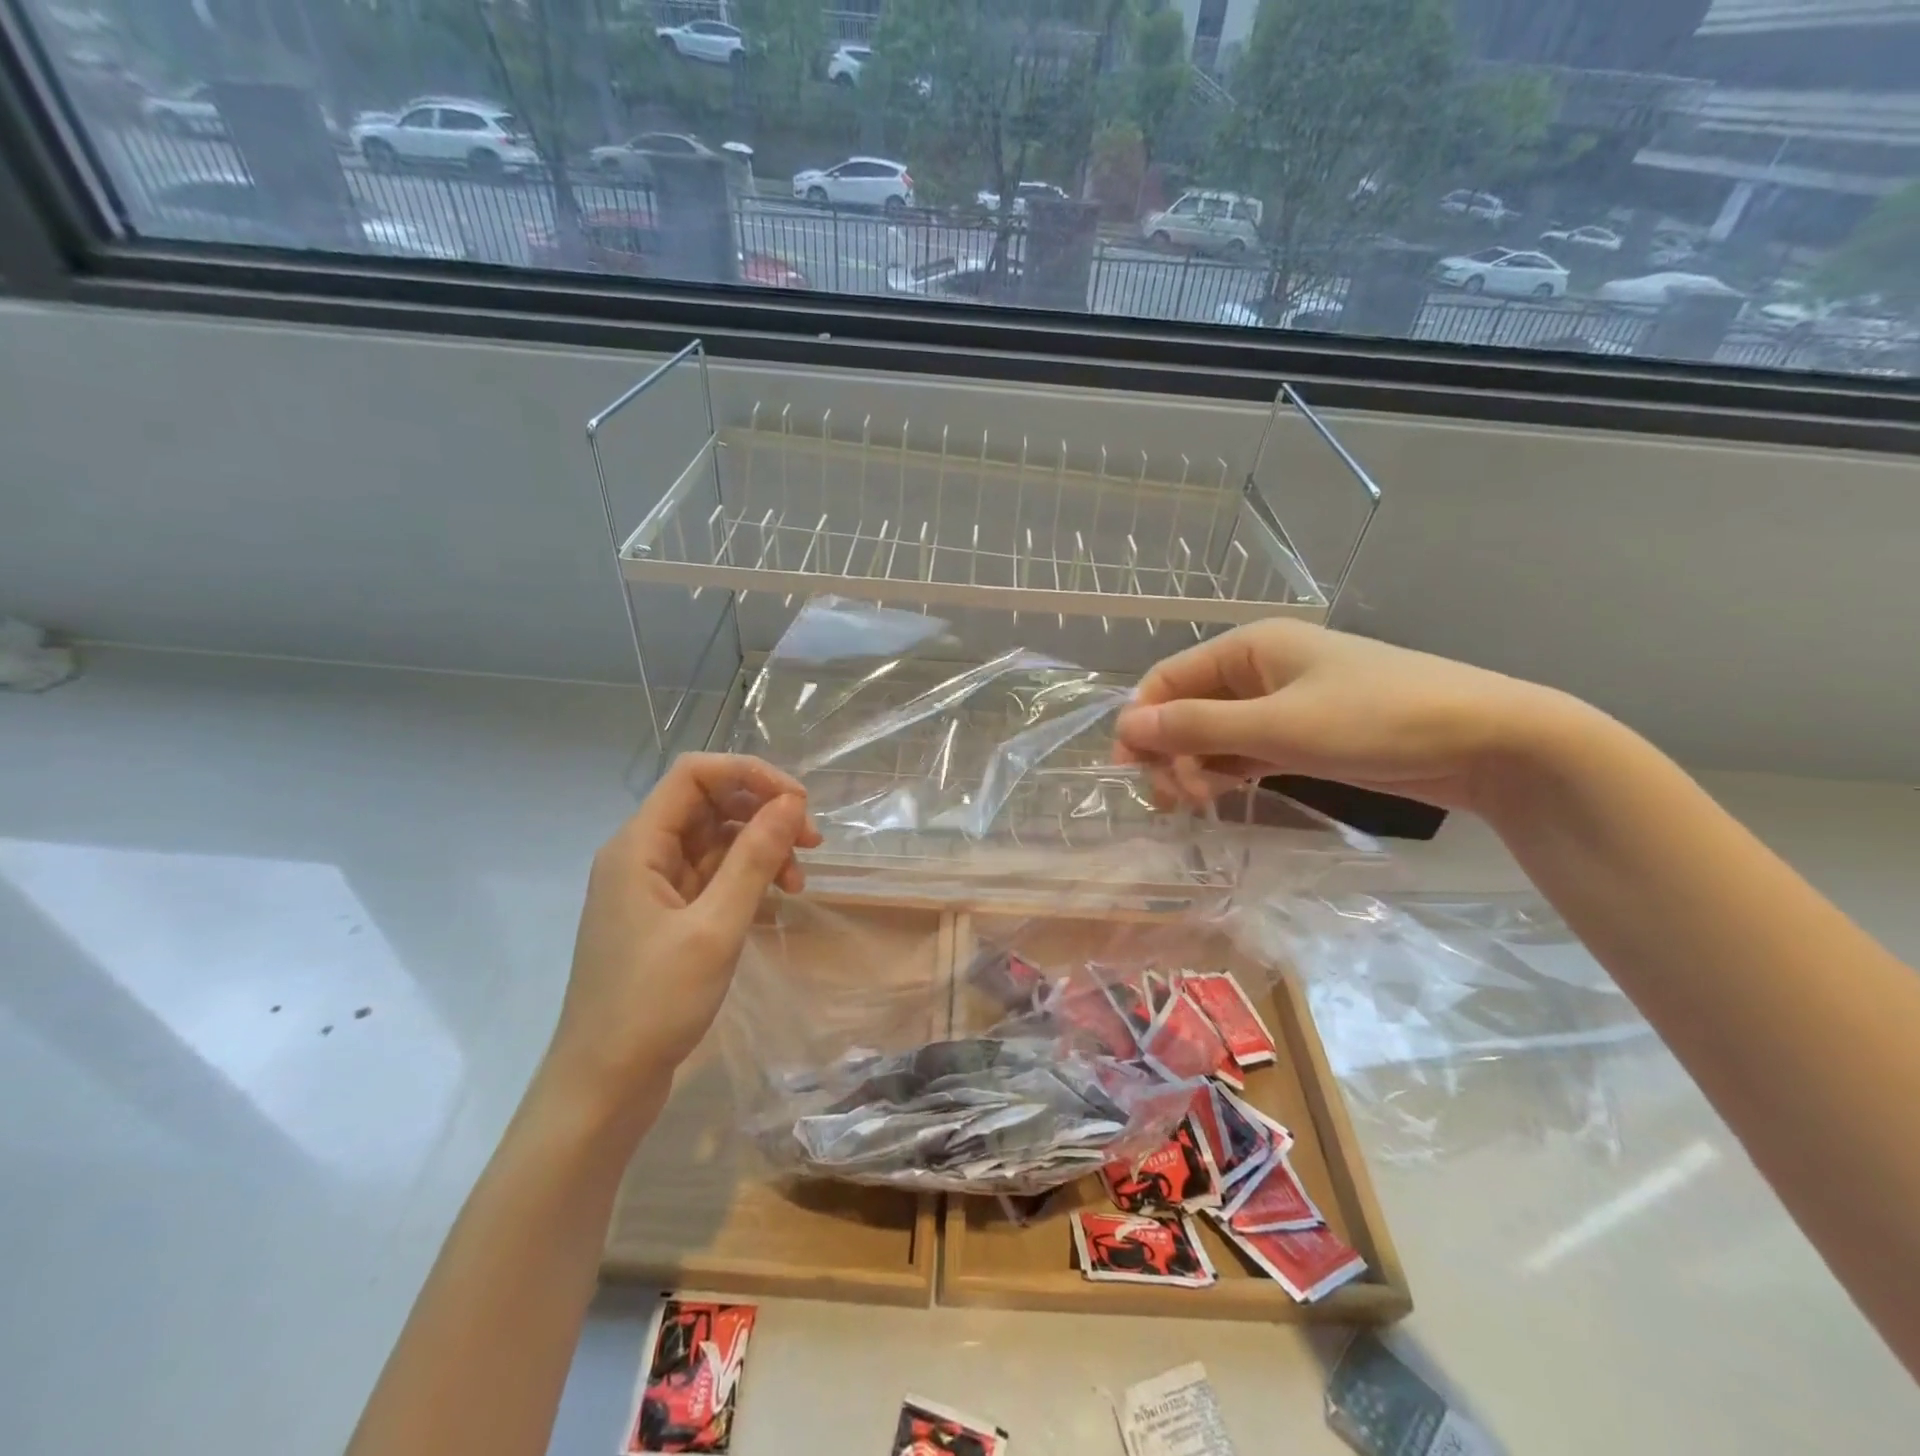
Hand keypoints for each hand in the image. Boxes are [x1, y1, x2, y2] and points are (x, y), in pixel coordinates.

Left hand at [541, 754, 820, 1115]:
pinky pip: (712, 876)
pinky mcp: (666, 917)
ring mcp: (653, 888)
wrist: (603, 1086)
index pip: (694, 774)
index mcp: (638, 845)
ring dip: (761, 848)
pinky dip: (747, 878)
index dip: (750, 775)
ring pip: (715, 841)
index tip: (798, 803)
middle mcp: (642, 855)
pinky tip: (776, 897)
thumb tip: (791, 804)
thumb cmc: (653, 1003)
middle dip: (763, 812)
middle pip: (708, 804)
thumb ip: (754, 859)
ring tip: (799, 879)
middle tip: (812, 841)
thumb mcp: (714, 928)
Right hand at [1114, 620, 1575, 812]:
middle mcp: (1261, 668)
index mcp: (1250, 646)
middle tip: (1170, 800)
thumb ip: (1196, 726)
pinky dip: (1227, 772)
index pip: (1168, 678)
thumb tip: (1125, 726)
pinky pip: (1246, 749)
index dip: (1141, 720)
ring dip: (1195, 765)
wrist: (1490, 742)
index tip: (1128, 771)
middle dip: (1169, 749)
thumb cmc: (1376, 720)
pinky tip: (1218, 798)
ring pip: (1216, 732)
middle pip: (1189, 706)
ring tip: (1193, 806)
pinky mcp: (1306, 734)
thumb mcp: (1277, 725)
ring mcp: (1285, 702)